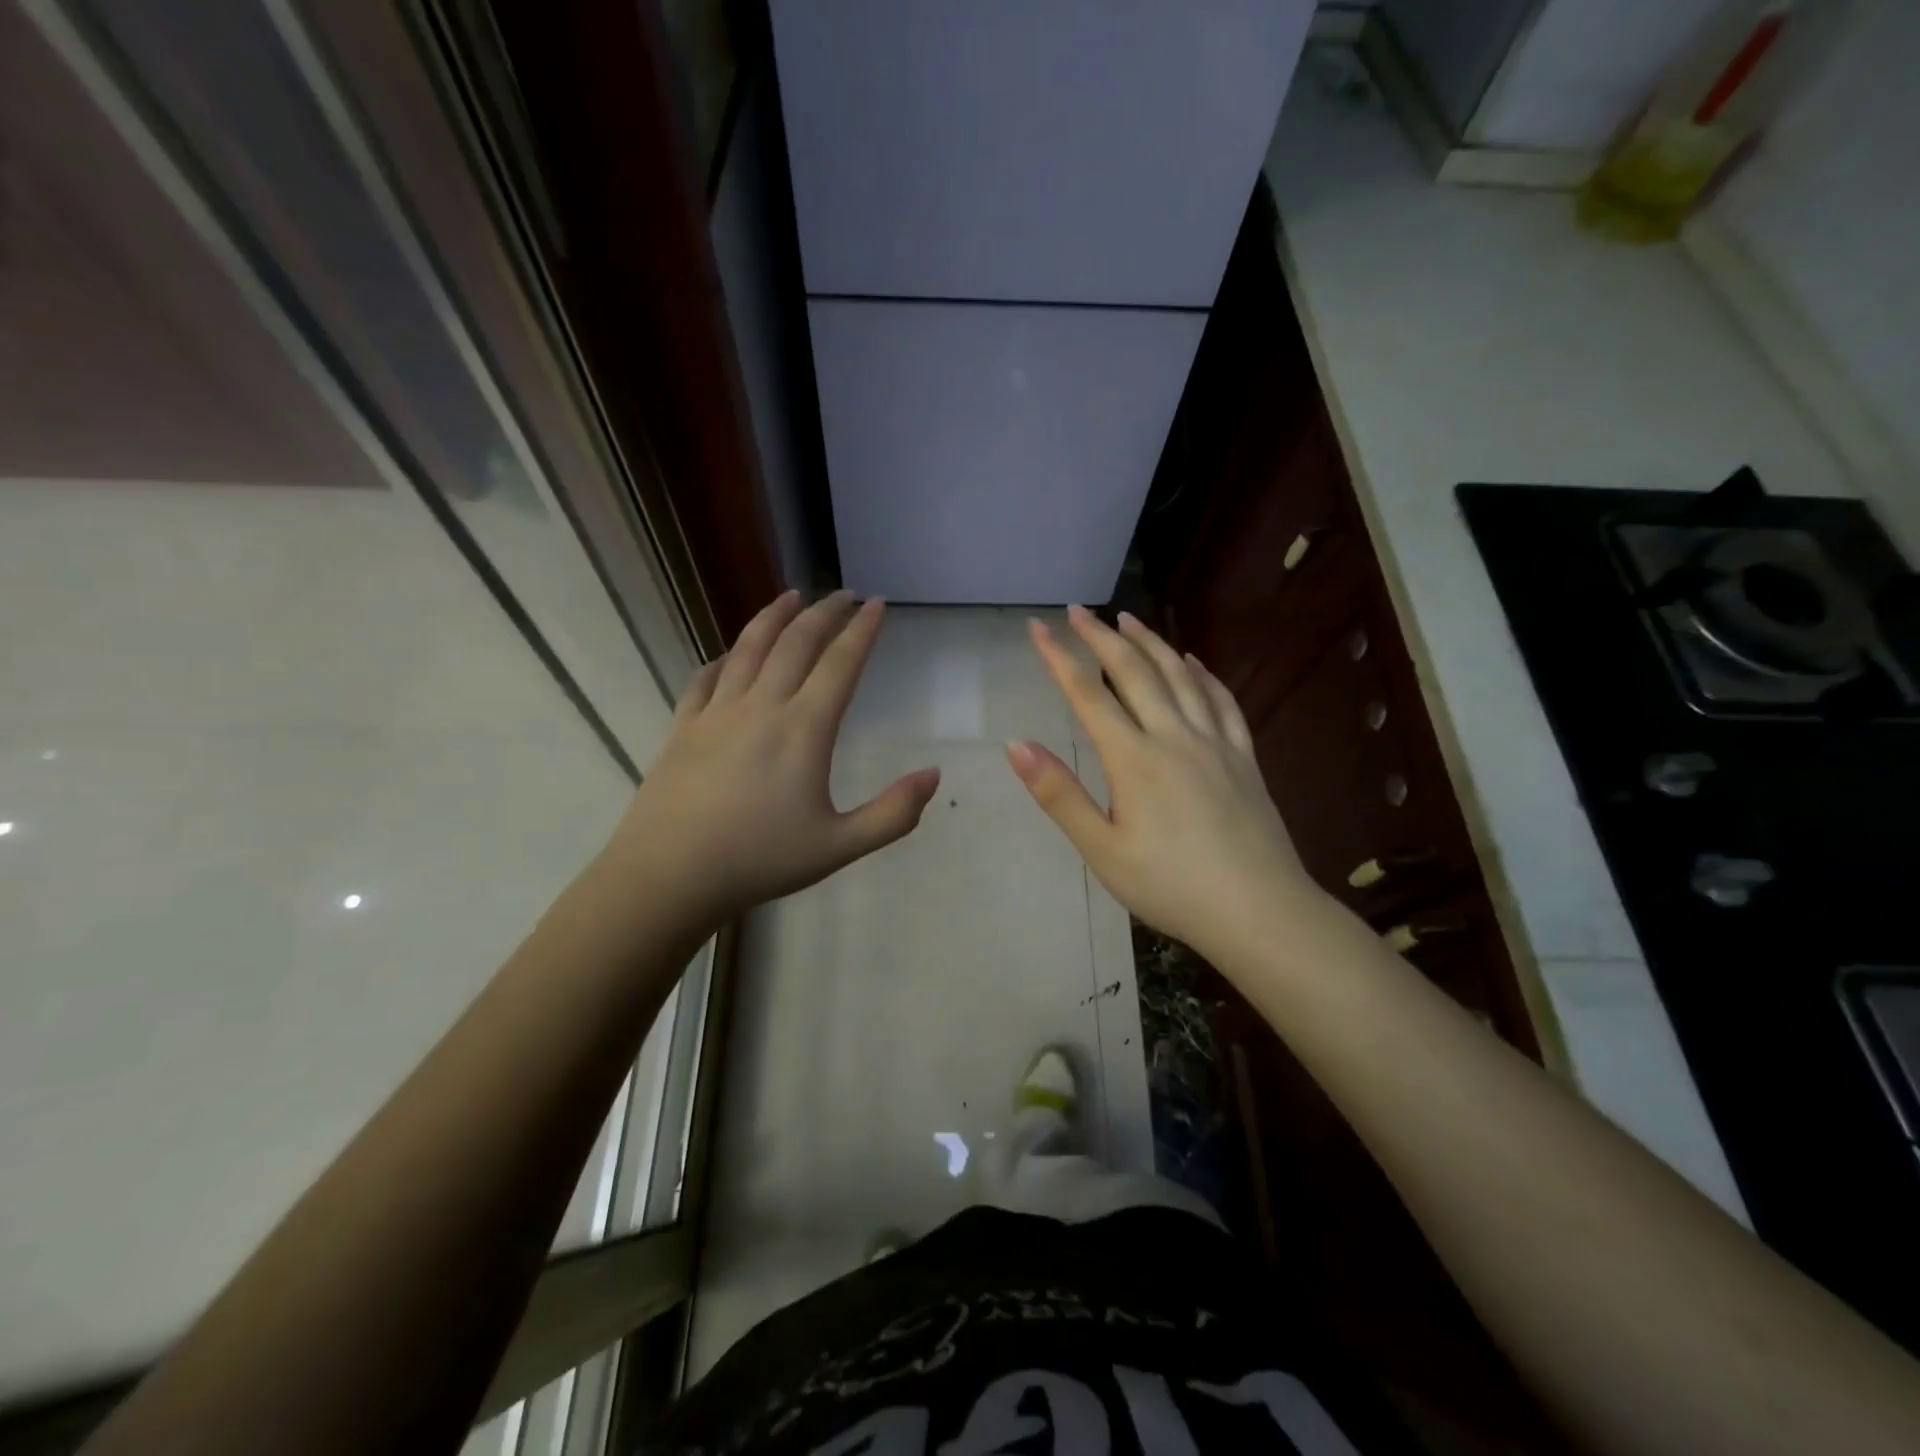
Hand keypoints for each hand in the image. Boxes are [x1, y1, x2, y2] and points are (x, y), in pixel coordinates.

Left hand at [604, 590, 939, 931]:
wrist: (669, 875)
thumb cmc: (759, 860)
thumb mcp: (839, 847)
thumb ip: (893, 814)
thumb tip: (934, 775)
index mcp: (803, 729)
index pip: (840, 664)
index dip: (862, 630)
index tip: (877, 604)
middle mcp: (762, 706)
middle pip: (797, 642)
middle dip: (825, 612)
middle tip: (844, 594)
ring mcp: (717, 712)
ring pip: (749, 647)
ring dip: (775, 616)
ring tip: (792, 596)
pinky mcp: (684, 725)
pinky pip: (707, 677)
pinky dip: (726, 656)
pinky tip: (732, 653)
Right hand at [1007, 606, 1314, 963]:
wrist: (1259, 911)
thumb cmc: (1171, 886)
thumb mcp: (1102, 849)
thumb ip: (1059, 794)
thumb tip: (1016, 745)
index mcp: (1134, 758)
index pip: (1087, 695)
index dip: (1058, 658)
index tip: (1038, 627)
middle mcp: (1174, 736)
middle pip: (1134, 672)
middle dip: (1102, 637)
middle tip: (1080, 610)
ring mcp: (1215, 742)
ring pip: (1180, 676)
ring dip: (1151, 643)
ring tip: (1130, 620)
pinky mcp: (1244, 757)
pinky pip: (1222, 700)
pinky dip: (1203, 674)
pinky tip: (1193, 662)